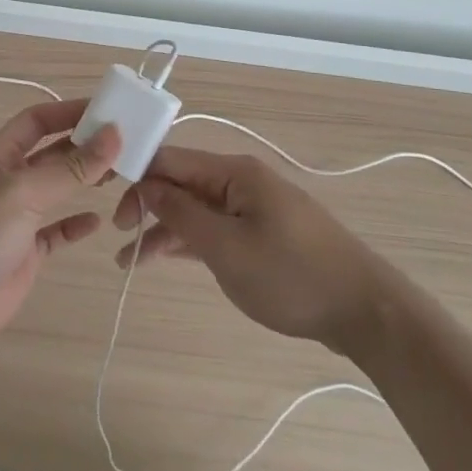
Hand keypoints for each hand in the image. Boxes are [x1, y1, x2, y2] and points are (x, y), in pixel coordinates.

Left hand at [0, 99, 119, 362]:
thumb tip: (115, 133)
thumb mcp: (21, 194)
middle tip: (128, 142)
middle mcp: (5, 181)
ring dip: (85, 180)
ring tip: (122, 174)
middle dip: (84, 145)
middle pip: (50, 152)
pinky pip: (55, 231)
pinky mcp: (23, 253)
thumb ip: (69, 168)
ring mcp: (14, 218)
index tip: (110, 109)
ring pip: (56, 189)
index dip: (69, 111)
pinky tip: (98, 221)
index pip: (36, 120)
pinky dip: (76, 224)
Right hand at [113, 146, 388, 355]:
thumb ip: (181, 214)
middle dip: (147, 205)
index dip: (137, 175)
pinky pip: (215, 228)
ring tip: (127, 261)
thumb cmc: (291, 275)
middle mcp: (241, 181)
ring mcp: (253, 207)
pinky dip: (188, 241)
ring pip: (196, 209)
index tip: (107, 199)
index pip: (172, 159)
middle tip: (118, 237)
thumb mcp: (226, 248)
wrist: (364, 311)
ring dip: (163, 229)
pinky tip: (162, 256)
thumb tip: (146, 184)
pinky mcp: (262, 233)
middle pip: (182, 183)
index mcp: (234, 172)